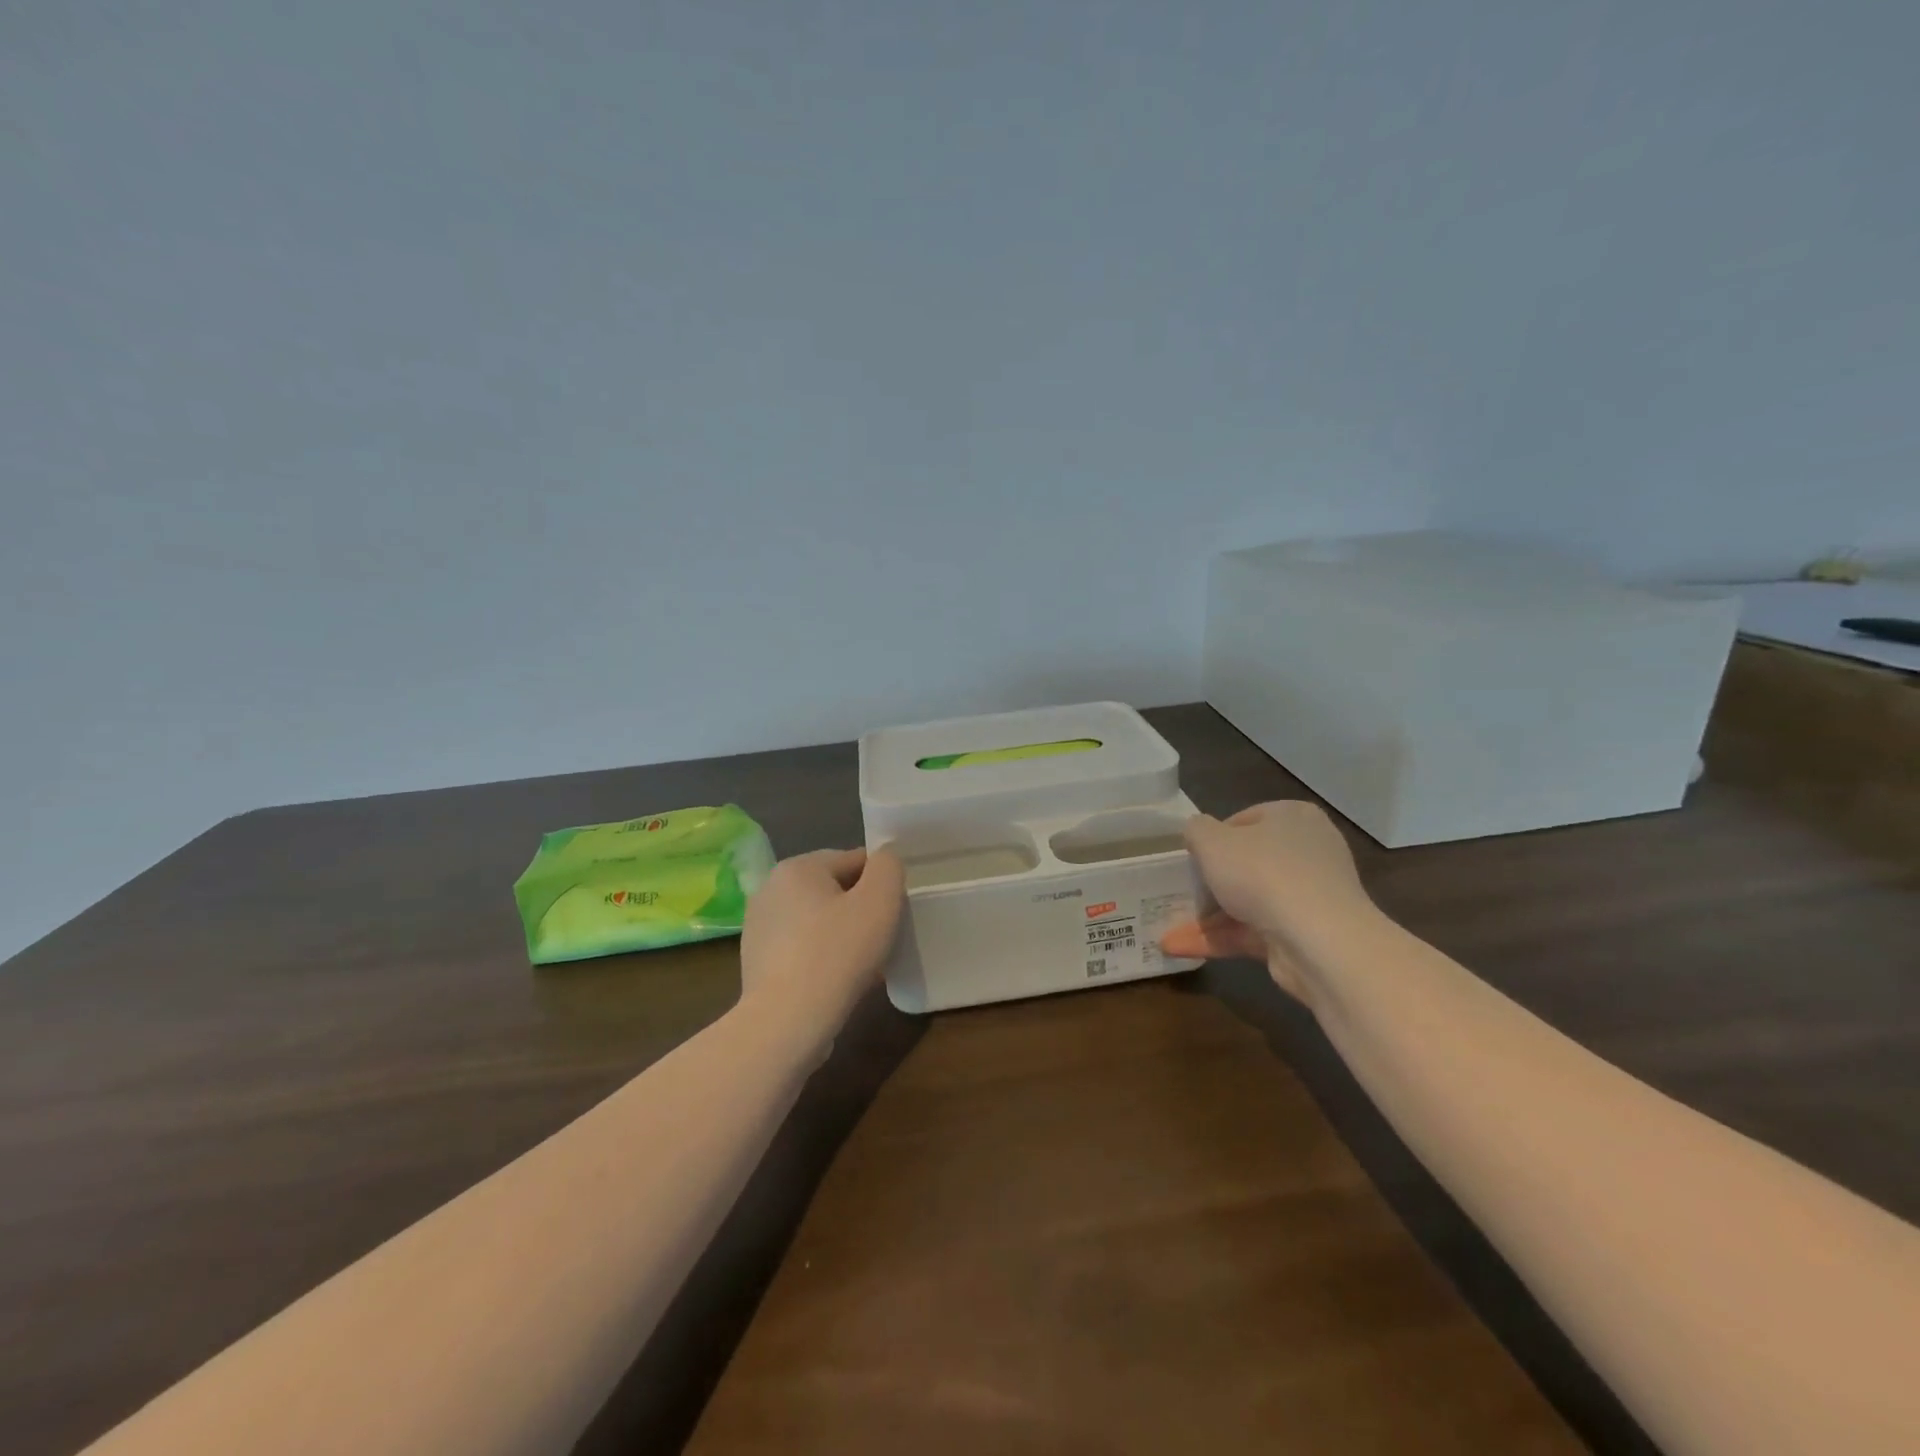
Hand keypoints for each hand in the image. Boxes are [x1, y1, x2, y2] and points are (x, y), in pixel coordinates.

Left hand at [739, 847, 905, 1037]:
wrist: (786, 1022)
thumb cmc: (837, 954)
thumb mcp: (879, 901)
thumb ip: (888, 867)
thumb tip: (884, 859)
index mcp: (797, 867)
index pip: (853, 860)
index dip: (880, 883)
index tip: (895, 911)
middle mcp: (770, 889)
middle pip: (833, 890)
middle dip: (860, 910)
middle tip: (883, 939)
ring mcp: (758, 928)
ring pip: (817, 921)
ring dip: (843, 935)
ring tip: (865, 965)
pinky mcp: (756, 962)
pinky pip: (802, 949)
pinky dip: (822, 957)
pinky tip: (839, 982)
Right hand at [1160, 802, 1369, 1000]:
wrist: (1319, 941)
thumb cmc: (1263, 874)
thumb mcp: (1211, 840)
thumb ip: (1196, 830)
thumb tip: (1197, 832)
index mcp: (1293, 817)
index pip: (1245, 820)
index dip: (1213, 837)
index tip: (1191, 857)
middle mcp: (1307, 852)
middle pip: (1247, 862)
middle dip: (1210, 881)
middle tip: (1180, 891)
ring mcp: (1308, 896)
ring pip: (1248, 901)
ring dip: (1207, 917)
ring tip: (1166, 927)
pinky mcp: (1304, 934)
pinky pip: (1253, 931)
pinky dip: (1219, 938)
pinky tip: (1180, 947)